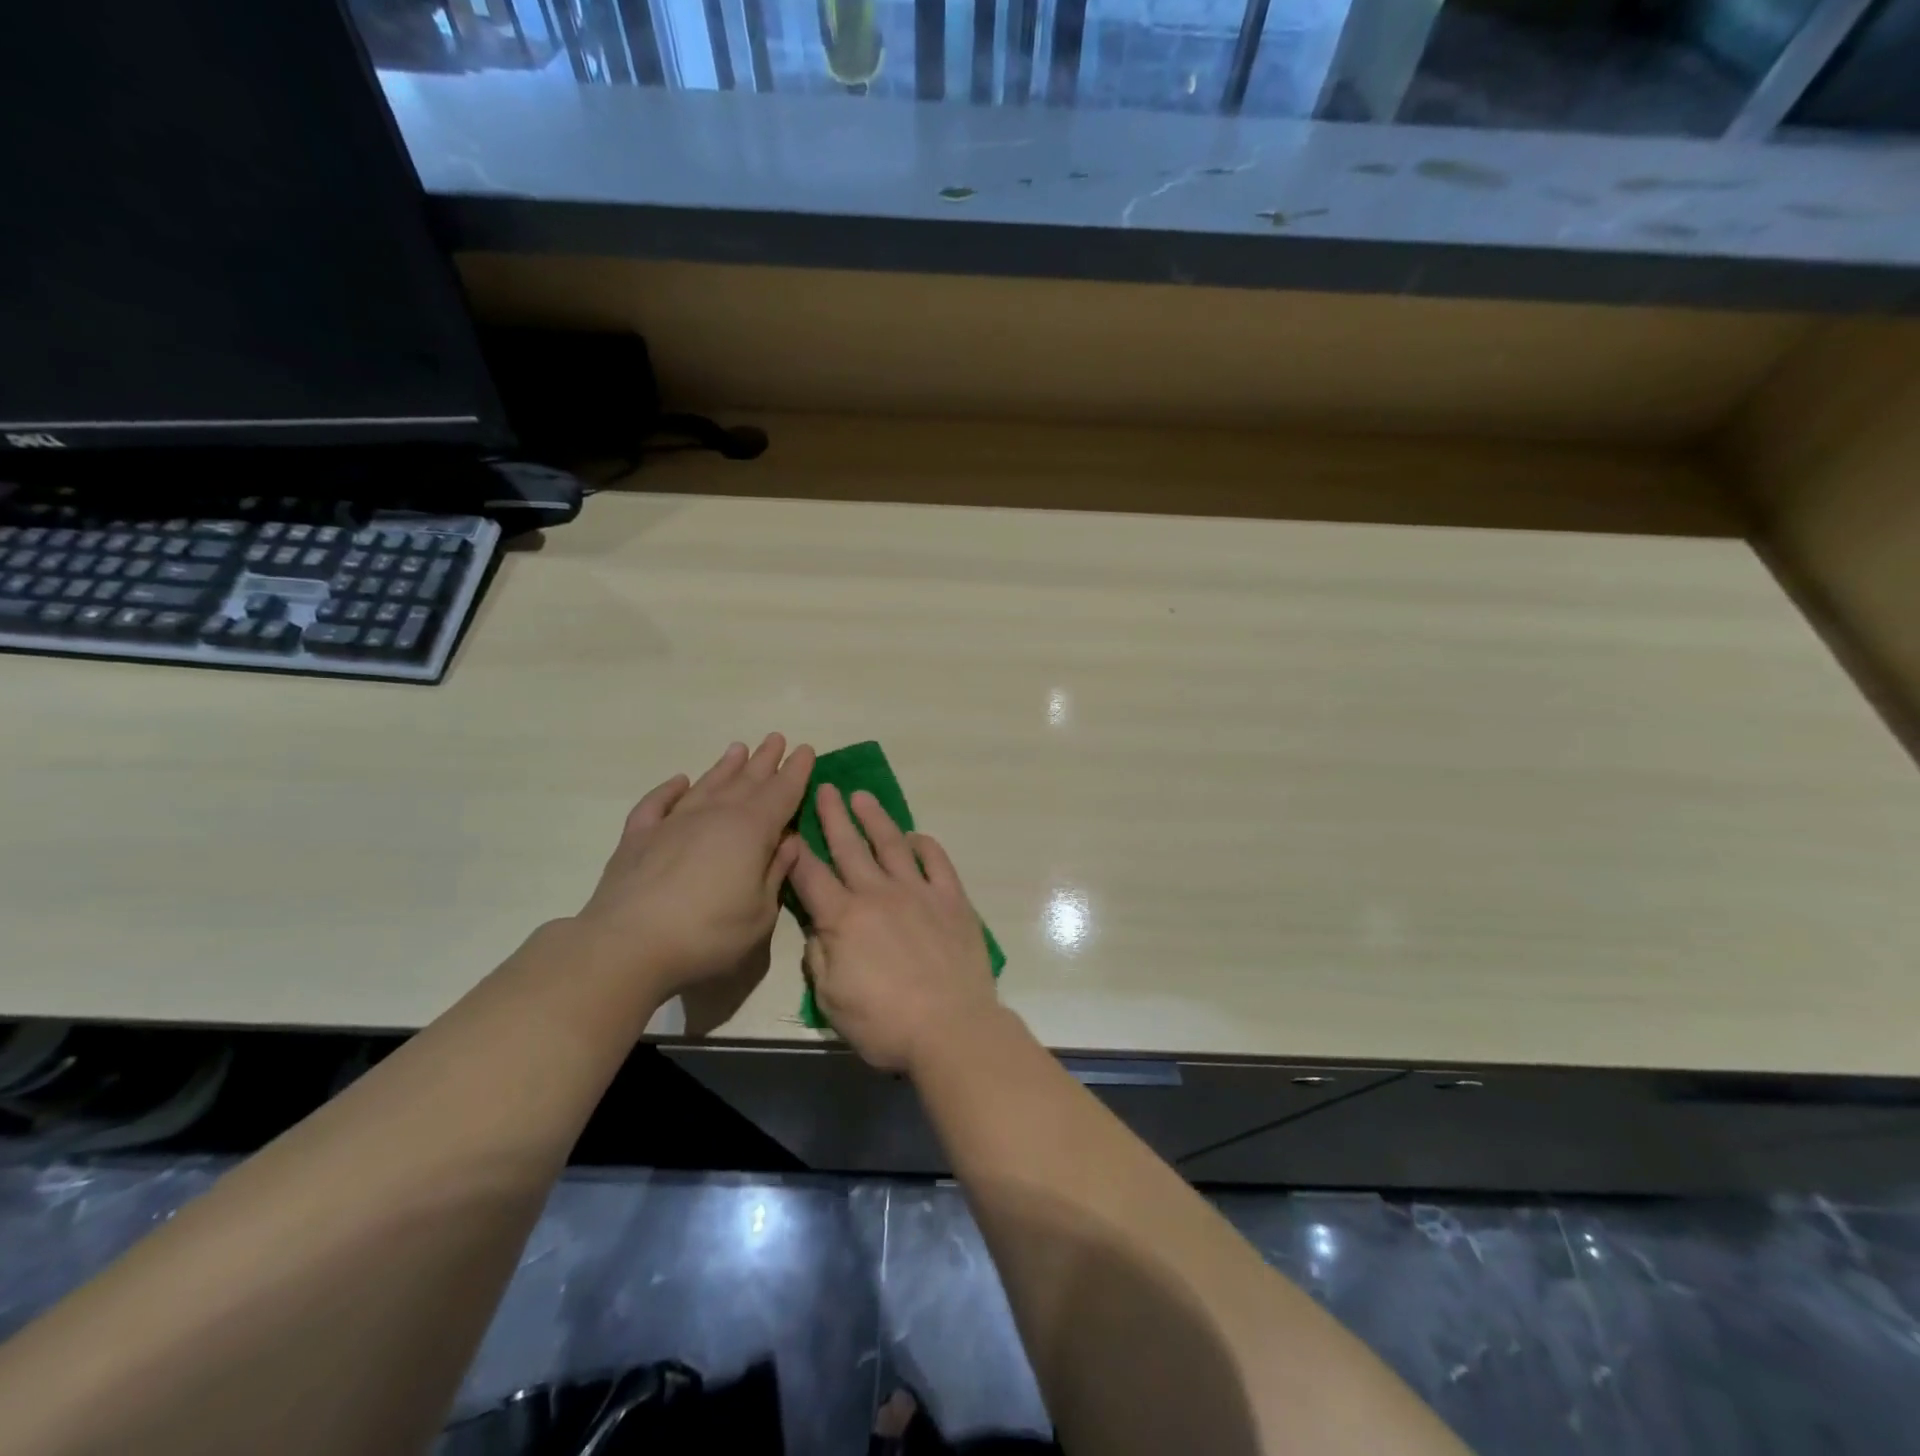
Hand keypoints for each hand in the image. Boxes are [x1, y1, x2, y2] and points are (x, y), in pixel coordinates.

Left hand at [573, 735, 813, 1005]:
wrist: (627, 945)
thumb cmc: (708, 934)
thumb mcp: (761, 913)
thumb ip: (776, 872)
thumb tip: (788, 842)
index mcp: (751, 831)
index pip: (781, 793)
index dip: (796, 772)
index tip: (805, 749)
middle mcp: (714, 815)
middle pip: (746, 781)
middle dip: (764, 760)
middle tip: (776, 738)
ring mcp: (673, 823)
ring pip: (706, 785)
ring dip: (724, 767)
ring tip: (738, 748)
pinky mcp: (638, 837)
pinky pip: (657, 803)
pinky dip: (670, 790)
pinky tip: (679, 781)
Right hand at [787, 785, 999, 1073]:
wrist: (951, 1028)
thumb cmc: (884, 1023)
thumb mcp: (831, 1000)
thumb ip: (819, 957)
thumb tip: (820, 927)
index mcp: (843, 918)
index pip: (810, 875)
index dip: (795, 849)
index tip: (787, 826)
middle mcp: (878, 893)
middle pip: (849, 847)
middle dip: (833, 815)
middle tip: (824, 787)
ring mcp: (918, 892)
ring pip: (891, 844)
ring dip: (874, 818)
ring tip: (862, 796)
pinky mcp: (951, 899)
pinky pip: (936, 861)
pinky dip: (924, 845)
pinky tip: (915, 836)